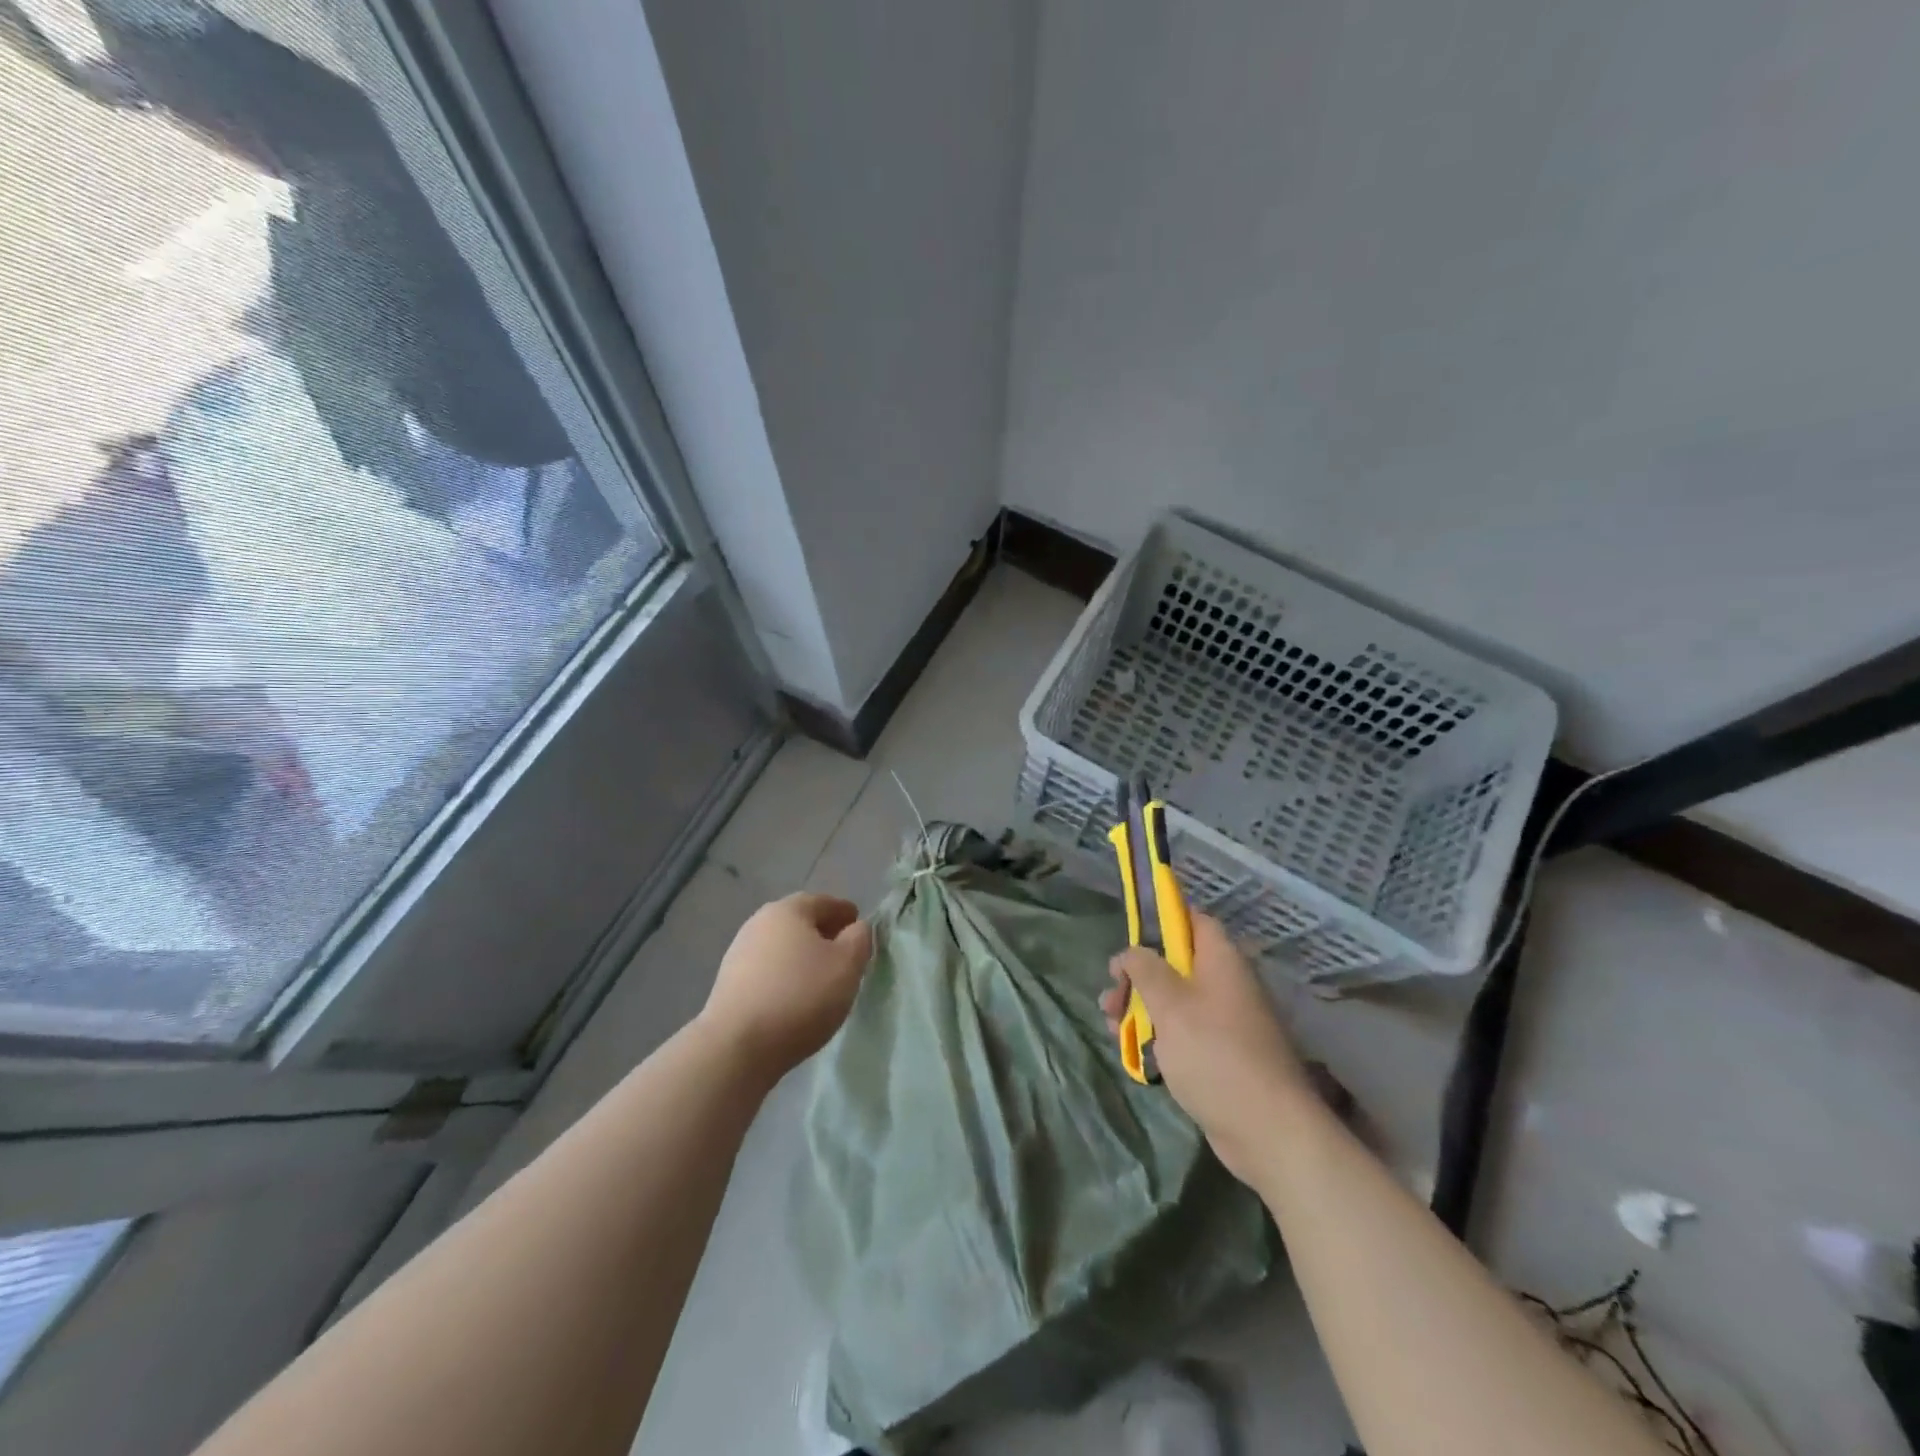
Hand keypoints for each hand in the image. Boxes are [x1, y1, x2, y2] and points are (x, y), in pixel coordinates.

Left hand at [699, 893, 873, 1076]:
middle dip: (824, 934)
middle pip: (800, 923)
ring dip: (803, 957)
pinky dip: (785, 976)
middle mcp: (759, 922)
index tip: (860, 929)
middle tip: (845, 954)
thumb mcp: (847, 964)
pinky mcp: (729, 984)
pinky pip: (768, 971)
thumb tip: (856, 928)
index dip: (846, 914)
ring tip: (822, 980)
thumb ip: (859, 939)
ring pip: (782, 947)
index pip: (825, 902)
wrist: (737, 1045)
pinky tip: (795, 997)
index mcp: (788, 910)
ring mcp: (739, 953)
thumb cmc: (801, 995)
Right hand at [1102, 915, 1315, 1186]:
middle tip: (1111, 997)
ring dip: (1141, 1008)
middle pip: (1176, 964)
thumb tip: (1131, 952)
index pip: (1192, 920)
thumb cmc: (1214, 1054)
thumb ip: (1144, 969)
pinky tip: (1134, 1051)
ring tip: (1112, 1027)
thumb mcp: (1169, 1004)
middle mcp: (1227, 984)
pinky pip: (1185, 1032)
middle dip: (1138, 976)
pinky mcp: (1223, 1055)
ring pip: (1176, 1001)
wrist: (1267, 1130)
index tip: (1128, 938)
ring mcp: (1227, 1022)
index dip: (1160, 921)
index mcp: (1221, 960)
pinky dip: (1159, 1035)